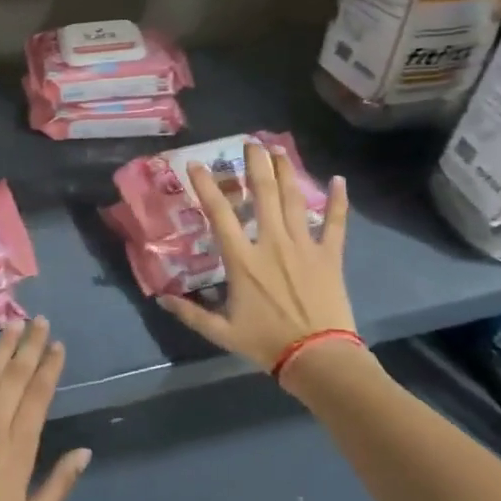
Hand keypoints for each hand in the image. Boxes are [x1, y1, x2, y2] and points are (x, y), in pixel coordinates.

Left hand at [0, 318, 91, 500]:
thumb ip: (58, 485)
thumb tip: (84, 452)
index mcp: (18, 449)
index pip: (38, 397)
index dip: (49, 368)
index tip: (58, 345)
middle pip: (15, 377)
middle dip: (29, 347)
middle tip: (40, 321)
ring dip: (1, 349)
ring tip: (13, 325)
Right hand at [158, 142, 355, 378]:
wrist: (319, 357)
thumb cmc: (266, 343)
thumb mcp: (221, 332)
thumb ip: (190, 313)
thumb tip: (160, 299)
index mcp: (243, 260)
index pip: (220, 214)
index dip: (206, 186)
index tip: (197, 164)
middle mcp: (272, 243)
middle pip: (264, 194)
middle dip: (255, 165)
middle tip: (250, 142)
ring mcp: (304, 246)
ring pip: (295, 200)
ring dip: (286, 172)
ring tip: (279, 150)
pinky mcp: (330, 256)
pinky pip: (336, 223)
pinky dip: (339, 201)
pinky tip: (340, 179)